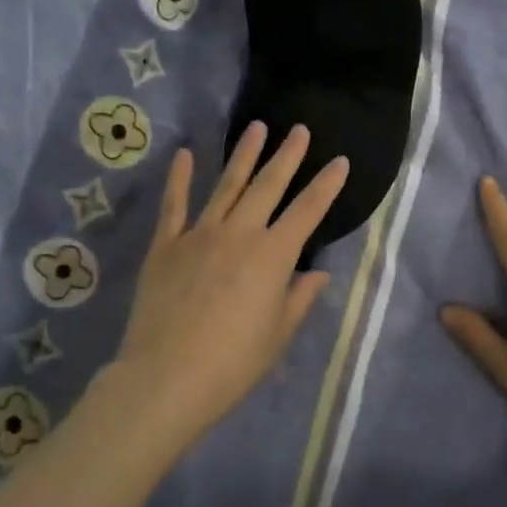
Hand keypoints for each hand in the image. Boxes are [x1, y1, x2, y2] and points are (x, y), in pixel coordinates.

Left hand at [109, 123, 348, 447]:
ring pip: (226, 185)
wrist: (166, 378)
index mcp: (273, 255)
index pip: (308, 211)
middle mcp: (239, 233)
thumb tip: (317, 274)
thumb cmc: (233, 363)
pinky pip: (174, 205)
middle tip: (299, 130)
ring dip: (244, 155)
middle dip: (287, 156)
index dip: (327, 185)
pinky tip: (186, 155)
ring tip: (256, 128)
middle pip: (268, 186)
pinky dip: (180, 179)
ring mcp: (198, 235)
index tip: (341, 161)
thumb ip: (299, 298)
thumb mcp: (278, 334)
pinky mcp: (165, 246)